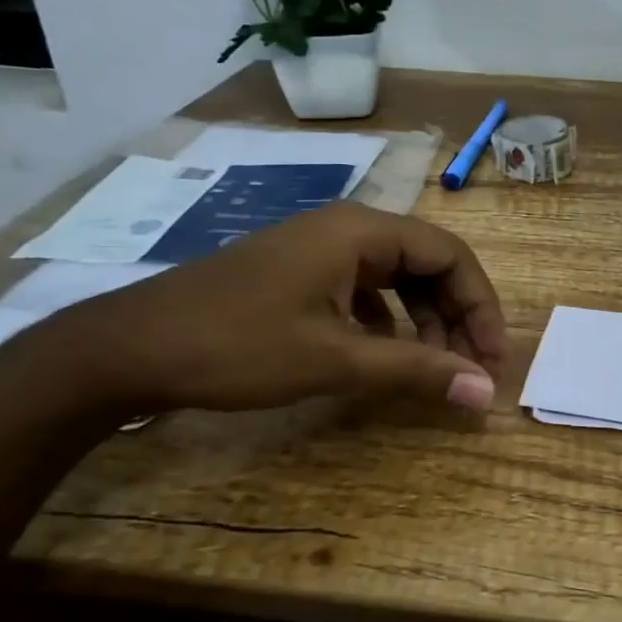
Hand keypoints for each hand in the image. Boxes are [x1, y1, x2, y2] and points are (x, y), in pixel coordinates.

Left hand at [49, 202, 505, 414]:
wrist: (131, 348)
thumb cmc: (238, 346)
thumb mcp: (335, 360)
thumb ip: (416, 370)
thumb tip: (484, 393)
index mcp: (362, 231)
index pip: (451, 255)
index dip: (481, 306)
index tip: (491, 360)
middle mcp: (348, 228)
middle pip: (428, 263)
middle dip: (454, 316)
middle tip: (466, 371)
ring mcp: (320, 249)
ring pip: (397, 277)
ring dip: (424, 320)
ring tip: (430, 367)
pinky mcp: (300, 272)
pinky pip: (365, 288)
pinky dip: (388, 320)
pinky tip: (383, 353)